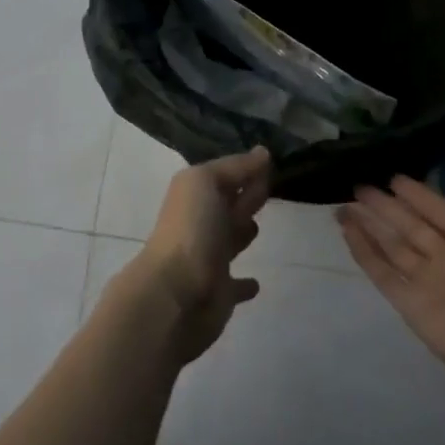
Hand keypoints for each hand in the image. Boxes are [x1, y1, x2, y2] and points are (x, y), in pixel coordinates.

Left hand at [113, 146, 270, 361]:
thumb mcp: (206, 182)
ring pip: (230, 239)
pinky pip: (236, 285)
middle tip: (267, 187)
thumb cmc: (191, 229)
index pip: (223, 176)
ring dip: (241, 232)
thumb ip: (234, 167)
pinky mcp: (220, 292)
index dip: (243, 168)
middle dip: (244, 195)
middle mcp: (201, 224)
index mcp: (194, 195)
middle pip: (227, 205)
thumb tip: (262, 152)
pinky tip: (256, 284)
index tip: (268, 161)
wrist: (176, 292)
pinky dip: (244, 283)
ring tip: (256, 225)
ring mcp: (209, 259)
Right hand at [335, 165, 444, 384]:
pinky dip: (363, 253)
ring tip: (342, 206)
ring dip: (368, 226)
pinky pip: (382, 273)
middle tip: (358, 187)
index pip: (438, 210)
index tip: (391, 177)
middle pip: (410, 227)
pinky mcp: (408, 302)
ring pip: (392, 247)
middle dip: (385, 207)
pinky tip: (346, 231)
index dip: (417, 194)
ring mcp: (426, 281)